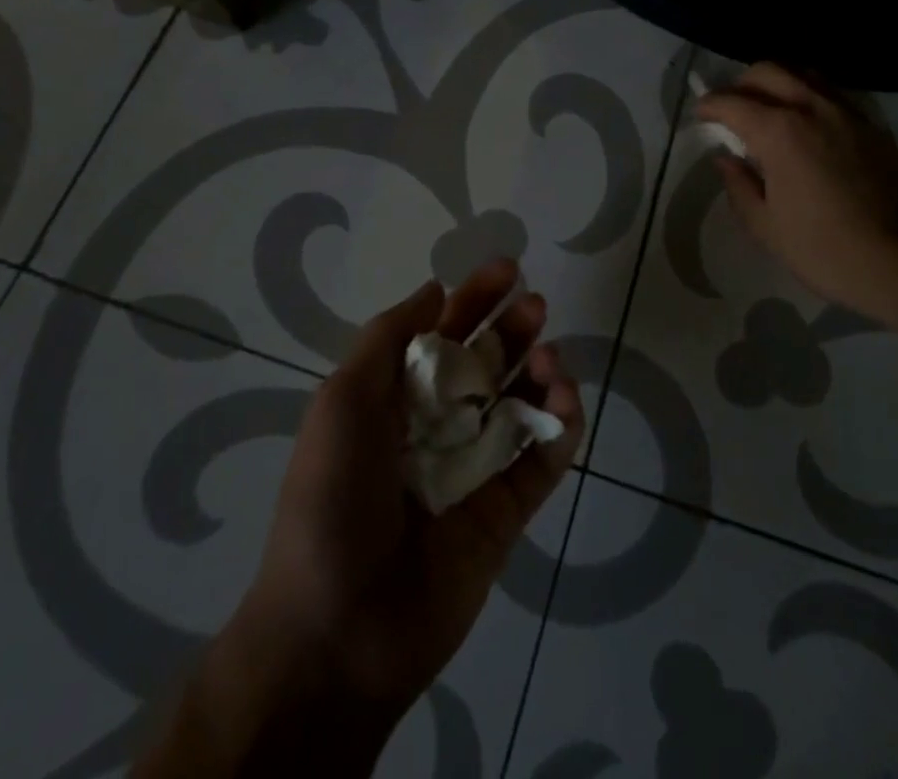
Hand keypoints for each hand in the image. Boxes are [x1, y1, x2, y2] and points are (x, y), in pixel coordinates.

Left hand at [141, 260, 582, 777]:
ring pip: (520, 405)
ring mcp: (474, 470)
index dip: (474, 298)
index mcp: (395, 400)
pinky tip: (565, 398)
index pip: (443, 335)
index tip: (507, 268)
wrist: (337, 630)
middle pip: (487, 363)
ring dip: (540, 371)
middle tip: (536, 306)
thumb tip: (434, 290)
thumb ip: (387, 338)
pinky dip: (562, 425)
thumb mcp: (343, 400)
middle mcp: (437, 427)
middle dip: (512, 328)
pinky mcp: (506, 513)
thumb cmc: (332, 498)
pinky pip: (542, 459)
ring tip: (549, 356)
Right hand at [696, 63, 897, 318]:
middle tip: (731, 110)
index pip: (733, 102)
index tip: (701, 115)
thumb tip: (726, 159)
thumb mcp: (766, 226)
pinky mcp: (872, 126)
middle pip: (768, 71)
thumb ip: (739, 185)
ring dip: (777, 83)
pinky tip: (806, 125)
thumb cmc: (825, 250)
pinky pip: (831, 94)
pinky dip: (808, 96)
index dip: (710, 106)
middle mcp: (812, 109)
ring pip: (803, 74)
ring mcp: (847, 113)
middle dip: (741, 84)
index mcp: (780, 133)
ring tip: (767, 110)